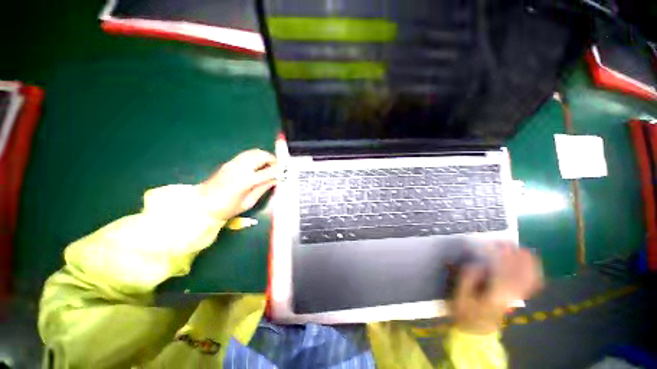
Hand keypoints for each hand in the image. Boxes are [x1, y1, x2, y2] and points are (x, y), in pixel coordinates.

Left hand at [199, 149, 277, 219]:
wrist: (202, 204)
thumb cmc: (227, 208)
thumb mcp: (249, 202)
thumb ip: (263, 189)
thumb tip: (275, 180)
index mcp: (245, 181)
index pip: (267, 172)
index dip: (278, 172)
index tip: (284, 173)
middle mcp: (240, 168)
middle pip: (261, 156)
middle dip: (273, 159)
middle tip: (278, 167)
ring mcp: (233, 163)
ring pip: (254, 152)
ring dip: (265, 156)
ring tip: (270, 165)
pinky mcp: (229, 162)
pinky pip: (247, 154)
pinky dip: (256, 156)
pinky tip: (259, 164)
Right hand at [450, 243, 542, 334]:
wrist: (477, 328)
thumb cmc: (465, 311)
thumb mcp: (459, 296)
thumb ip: (467, 279)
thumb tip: (478, 264)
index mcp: (495, 296)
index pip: (503, 272)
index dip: (498, 256)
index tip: (491, 244)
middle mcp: (511, 296)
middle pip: (521, 274)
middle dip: (515, 256)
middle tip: (505, 242)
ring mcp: (517, 297)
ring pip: (530, 278)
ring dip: (526, 262)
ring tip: (517, 248)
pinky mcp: (517, 296)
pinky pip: (532, 283)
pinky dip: (533, 271)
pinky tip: (528, 262)